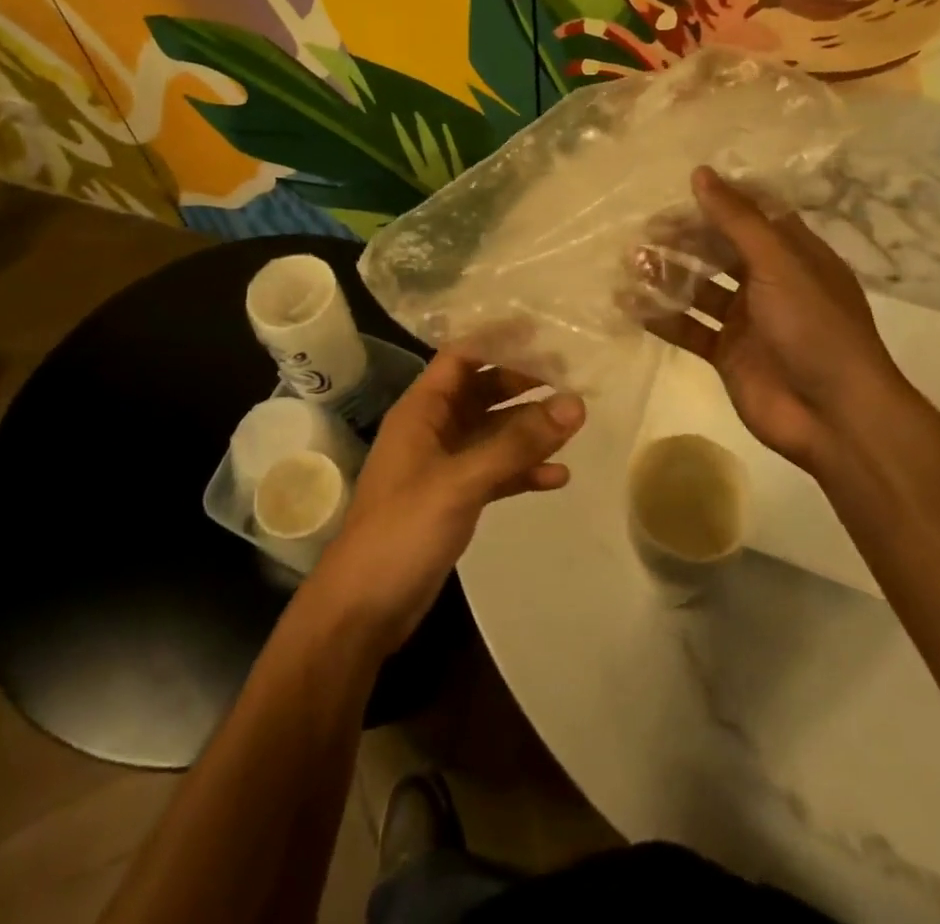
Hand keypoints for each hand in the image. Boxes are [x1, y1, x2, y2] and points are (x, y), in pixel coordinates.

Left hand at [304, 351, 583, 656]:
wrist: (363, 608)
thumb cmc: (403, 530)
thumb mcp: (461, 481)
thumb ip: (516, 444)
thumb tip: (575, 404)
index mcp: (421, 410)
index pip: (461, 356)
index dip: (497, 340)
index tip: (543, 331)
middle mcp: (432, 429)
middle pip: (481, 391)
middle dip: (522, 382)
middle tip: (571, 374)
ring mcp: (443, 466)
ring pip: (492, 433)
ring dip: (528, 428)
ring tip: (575, 422)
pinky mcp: (454, 500)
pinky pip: (495, 472)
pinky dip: (523, 471)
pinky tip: (559, 477)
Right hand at [642, 166, 920, 473]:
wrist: (834, 416)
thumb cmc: (814, 327)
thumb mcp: (778, 264)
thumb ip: (737, 220)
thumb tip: (700, 173)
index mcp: (792, 255)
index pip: (751, 216)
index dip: (717, 203)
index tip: (678, 195)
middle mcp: (769, 282)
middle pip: (718, 250)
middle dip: (682, 240)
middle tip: (644, 234)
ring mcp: (747, 320)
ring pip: (699, 288)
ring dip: (667, 276)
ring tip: (632, 265)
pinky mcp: (727, 353)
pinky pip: (689, 328)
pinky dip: (662, 317)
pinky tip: (631, 306)